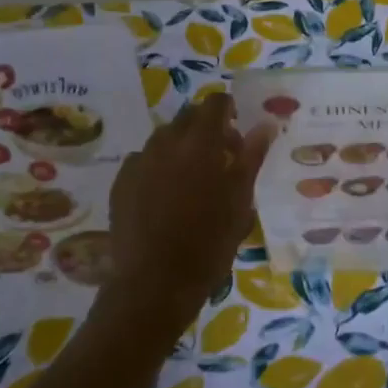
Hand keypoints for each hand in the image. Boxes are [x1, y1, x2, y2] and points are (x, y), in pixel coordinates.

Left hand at [104, 93, 274, 330]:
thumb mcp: (240, 200)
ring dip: (182, 148)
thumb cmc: (209, 242)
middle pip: (188, 118)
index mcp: (200, 143)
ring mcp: (139, 162)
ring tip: (194, 181)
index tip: (238, 134)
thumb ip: (252, 156)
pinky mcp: (121, 183)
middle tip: (222, 160)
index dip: (229, 111)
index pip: (215, 104)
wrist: (155, 283)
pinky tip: (166, 197)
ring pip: (164, 139)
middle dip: (207, 129)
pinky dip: (159, 168)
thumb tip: (266, 124)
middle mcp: (166, 143)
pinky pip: (144, 162)